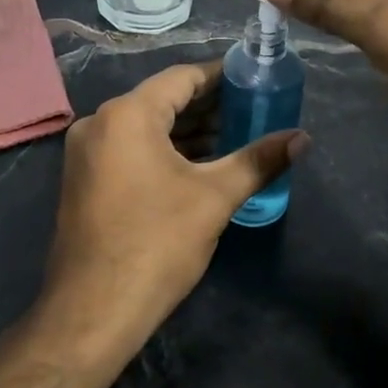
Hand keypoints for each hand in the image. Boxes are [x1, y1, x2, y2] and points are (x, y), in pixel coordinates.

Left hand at [39, 62, 305, 355]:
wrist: (93, 311)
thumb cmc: (156, 244)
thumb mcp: (215, 198)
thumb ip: (259, 161)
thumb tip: (302, 138)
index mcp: (127, 115)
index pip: (182, 78)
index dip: (222, 76)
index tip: (255, 80)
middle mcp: (100, 123)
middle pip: (163, 100)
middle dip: (209, 106)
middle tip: (254, 110)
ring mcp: (86, 153)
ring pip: (146, 127)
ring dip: (188, 131)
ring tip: (235, 137)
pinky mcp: (85, 180)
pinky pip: (130, 149)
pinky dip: (164, 150)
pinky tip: (198, 164)